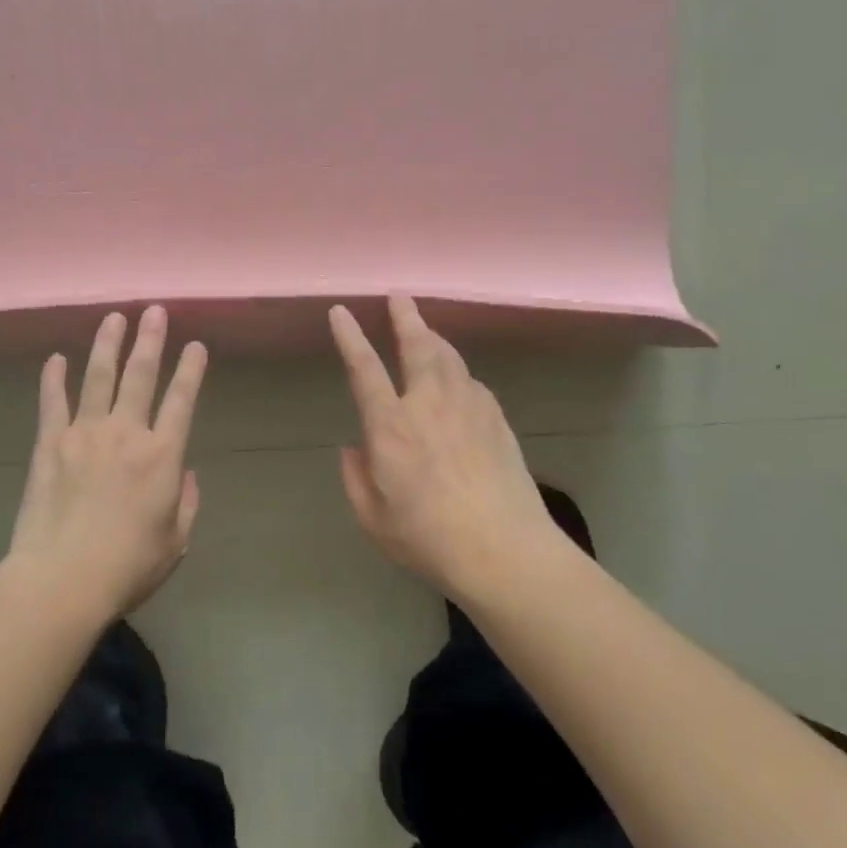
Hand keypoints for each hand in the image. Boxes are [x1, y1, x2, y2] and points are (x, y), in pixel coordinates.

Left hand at [7, 306, 208, 621]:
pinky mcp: (50, 443)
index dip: (191, 369)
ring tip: (114, 317)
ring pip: (99, 377)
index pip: (182, 399)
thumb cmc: (127, 566)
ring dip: (108, 344)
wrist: (63, 580)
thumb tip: (185, 473)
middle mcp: (126, 432)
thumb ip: (186, 502)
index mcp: (163, 455)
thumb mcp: (175, 541)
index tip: (196, 345)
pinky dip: (53, 378)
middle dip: (151, 339)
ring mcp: (85, 433)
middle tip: (155, 310)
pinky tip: (56, 358)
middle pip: (141, 374)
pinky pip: (52, 402)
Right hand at [329, 297, 555, 598]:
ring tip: (425, 329)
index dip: (350, 337)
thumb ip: (356, 478)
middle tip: (399, 296)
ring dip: (434, 338)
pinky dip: (459, 372)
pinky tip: (458, 381)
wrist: (505, 551)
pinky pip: (472, 382)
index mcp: (391, 427)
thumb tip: (354, 448)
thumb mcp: (373, 519)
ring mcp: (468, 408)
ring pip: (449, 358)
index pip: (364, 369)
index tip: (341, 312)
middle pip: (417, 346)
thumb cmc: (428, 539)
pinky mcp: (496, 419)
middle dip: (405, 317)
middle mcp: (429, 405)